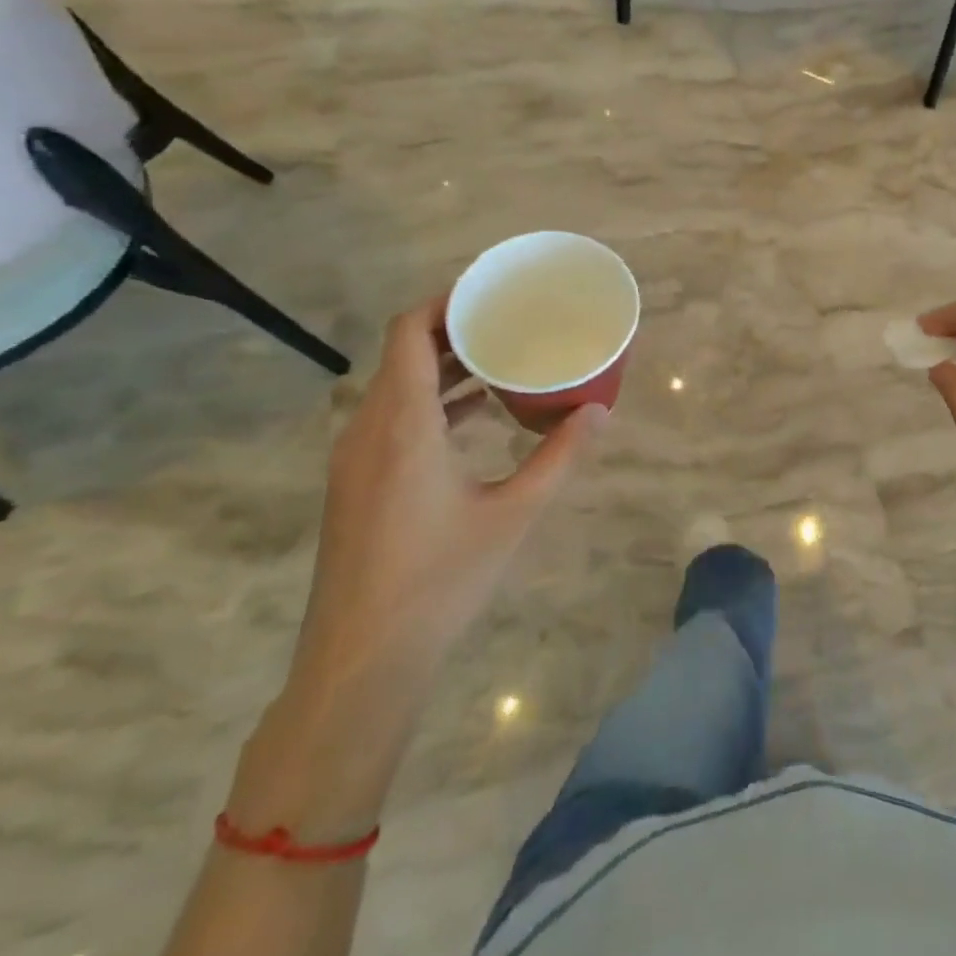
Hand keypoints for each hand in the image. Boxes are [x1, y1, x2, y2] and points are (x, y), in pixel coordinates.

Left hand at [290, 294, 606, 698]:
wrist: (360, 664)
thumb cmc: (439, 581)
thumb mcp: (513, 514)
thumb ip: (559, 457)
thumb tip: (599, 411)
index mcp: (401, 424)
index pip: (408, 332)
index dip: (445, 301)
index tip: (490, 291)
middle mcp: (368, 430)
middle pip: (403, 354)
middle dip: (454, 330)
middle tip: (509, 321)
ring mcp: (355, 460)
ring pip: (397, 388)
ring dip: (443, 368)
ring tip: (500, 360)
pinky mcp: (356, 485)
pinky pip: (392, 419)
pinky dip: (432, 403)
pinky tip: (475, 417)